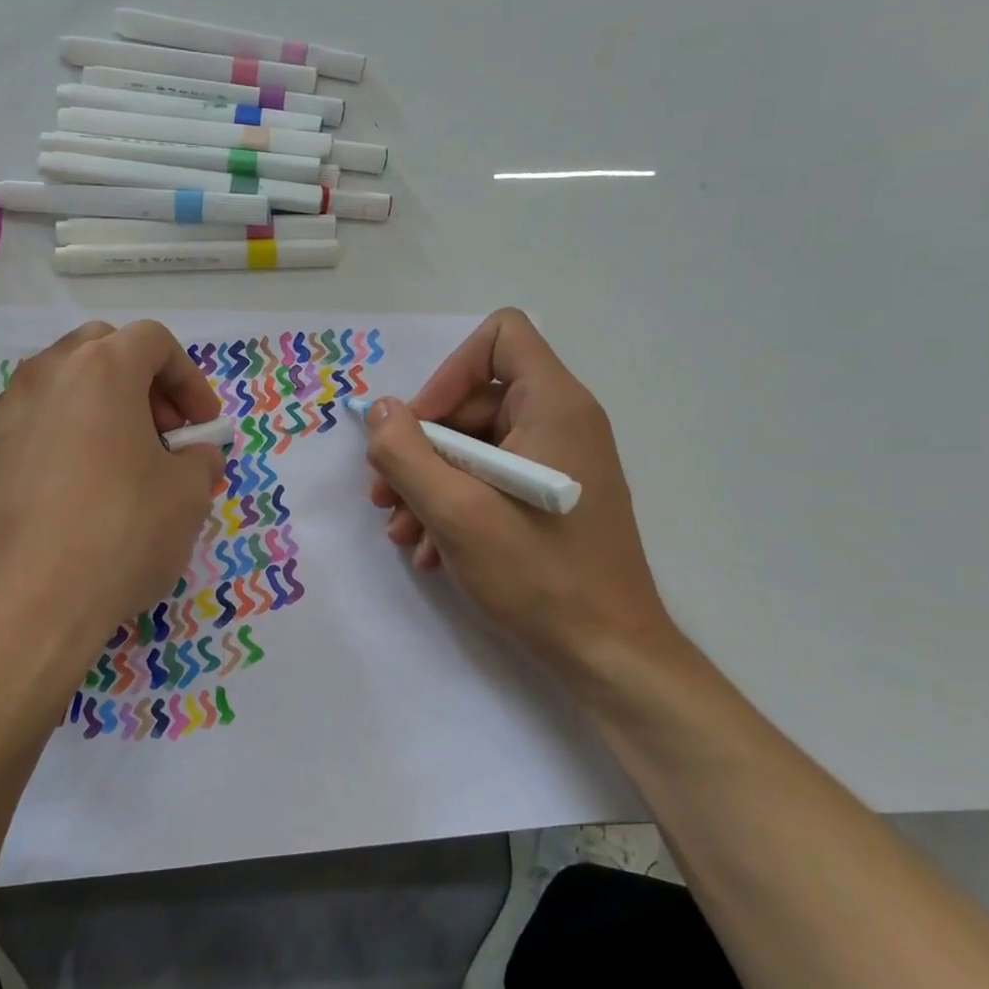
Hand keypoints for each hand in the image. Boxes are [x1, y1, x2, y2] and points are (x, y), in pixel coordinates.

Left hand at [0, 320, 224, 674]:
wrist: (23, 603)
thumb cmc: (119, 532)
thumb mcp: (188, 495)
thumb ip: (201, 460)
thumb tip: (194, 457)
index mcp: (101, 368)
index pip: (153, 341)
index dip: (190, 379)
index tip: (202, 427)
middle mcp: (46, 374)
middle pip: (102, 350)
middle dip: (143, 383)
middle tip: (164, 434)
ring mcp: (7, 412)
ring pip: (65, 385)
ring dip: (104, 408)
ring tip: (125, 464)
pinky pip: (37, 423)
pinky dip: (69, 435)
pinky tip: (82, 490)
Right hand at [363, 308, 674, 673]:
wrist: (608, 652)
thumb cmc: (538, 572)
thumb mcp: (455, 511)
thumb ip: (405, 453)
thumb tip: (379, 413)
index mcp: (553, 405)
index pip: (499, 337)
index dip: (448, 373)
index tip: (419, 428)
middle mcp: (560, 422)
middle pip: (474, 400)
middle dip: (420, 446)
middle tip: (384, 494)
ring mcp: (557, 463)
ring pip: (474, 446)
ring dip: (427, 483)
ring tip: (400, 531)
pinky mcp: (550, 498)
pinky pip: (490, 478)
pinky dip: (453, 505)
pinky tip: (429, 550)